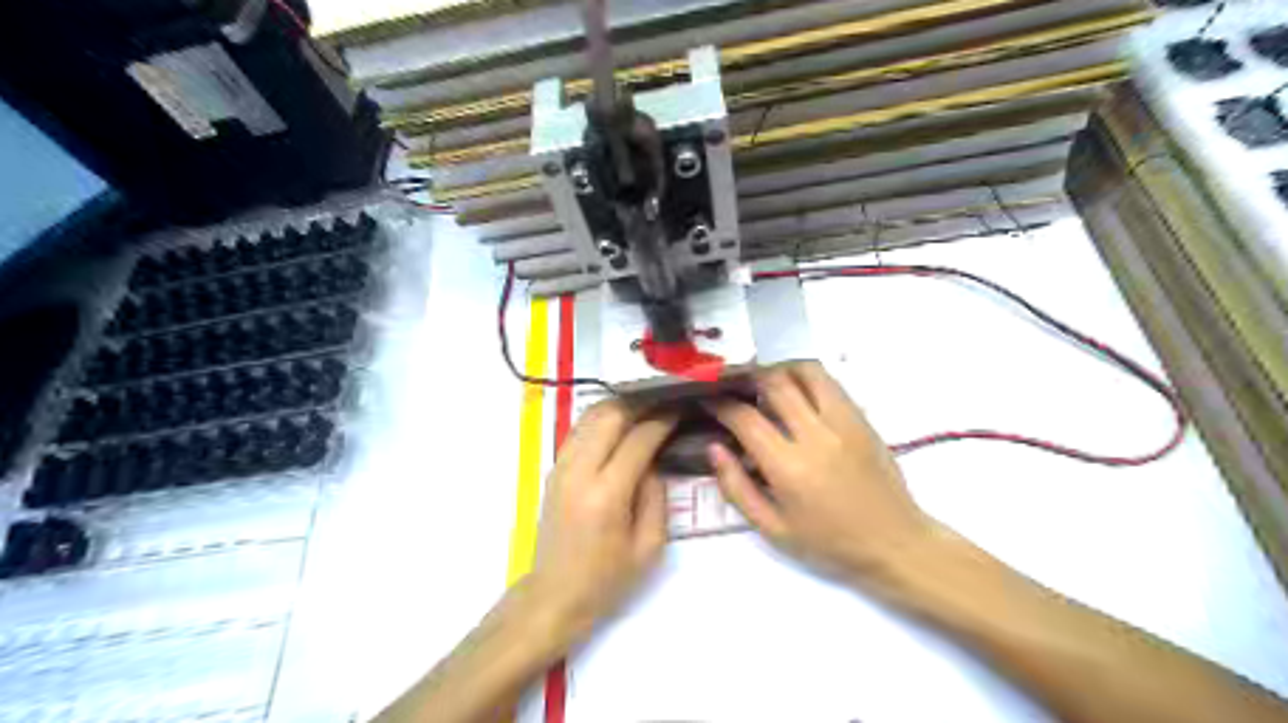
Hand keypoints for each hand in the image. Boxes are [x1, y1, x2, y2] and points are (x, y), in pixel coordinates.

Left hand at [524, 401, 677, 642]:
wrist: (554, 595)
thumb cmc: (607, 579)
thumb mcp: (649, 546)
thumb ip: (656, 495)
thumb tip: (655, 458)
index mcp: (607, 494)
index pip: (639, 439)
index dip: (663, 419)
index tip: (682, 408)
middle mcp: (580, 471)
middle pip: (611, 415)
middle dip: (642, 402)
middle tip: (666, 400)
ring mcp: (561, 467)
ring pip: (591, 416)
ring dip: (620, 405)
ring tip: (646, 405)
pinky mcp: (554, 468)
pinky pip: (579, 429)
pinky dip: (601, 417)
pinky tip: (619, 420)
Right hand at [704, 362, 936, 586]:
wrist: (895, 543)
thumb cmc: (829, 544)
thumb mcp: (773, 529)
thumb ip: (737, 488)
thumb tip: (714, 448)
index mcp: (789, 468)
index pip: (746, 418)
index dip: (721, 405)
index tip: (709, 402)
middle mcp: (816, 436)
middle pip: (774, 384)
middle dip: (747, 379)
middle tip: (733, 386)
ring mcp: (843, 422)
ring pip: (806, 371)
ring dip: (779, 370)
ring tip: (765, 383)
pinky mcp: (862, 418)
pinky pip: (830, 382)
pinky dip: (806, 378)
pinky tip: (797, 392)